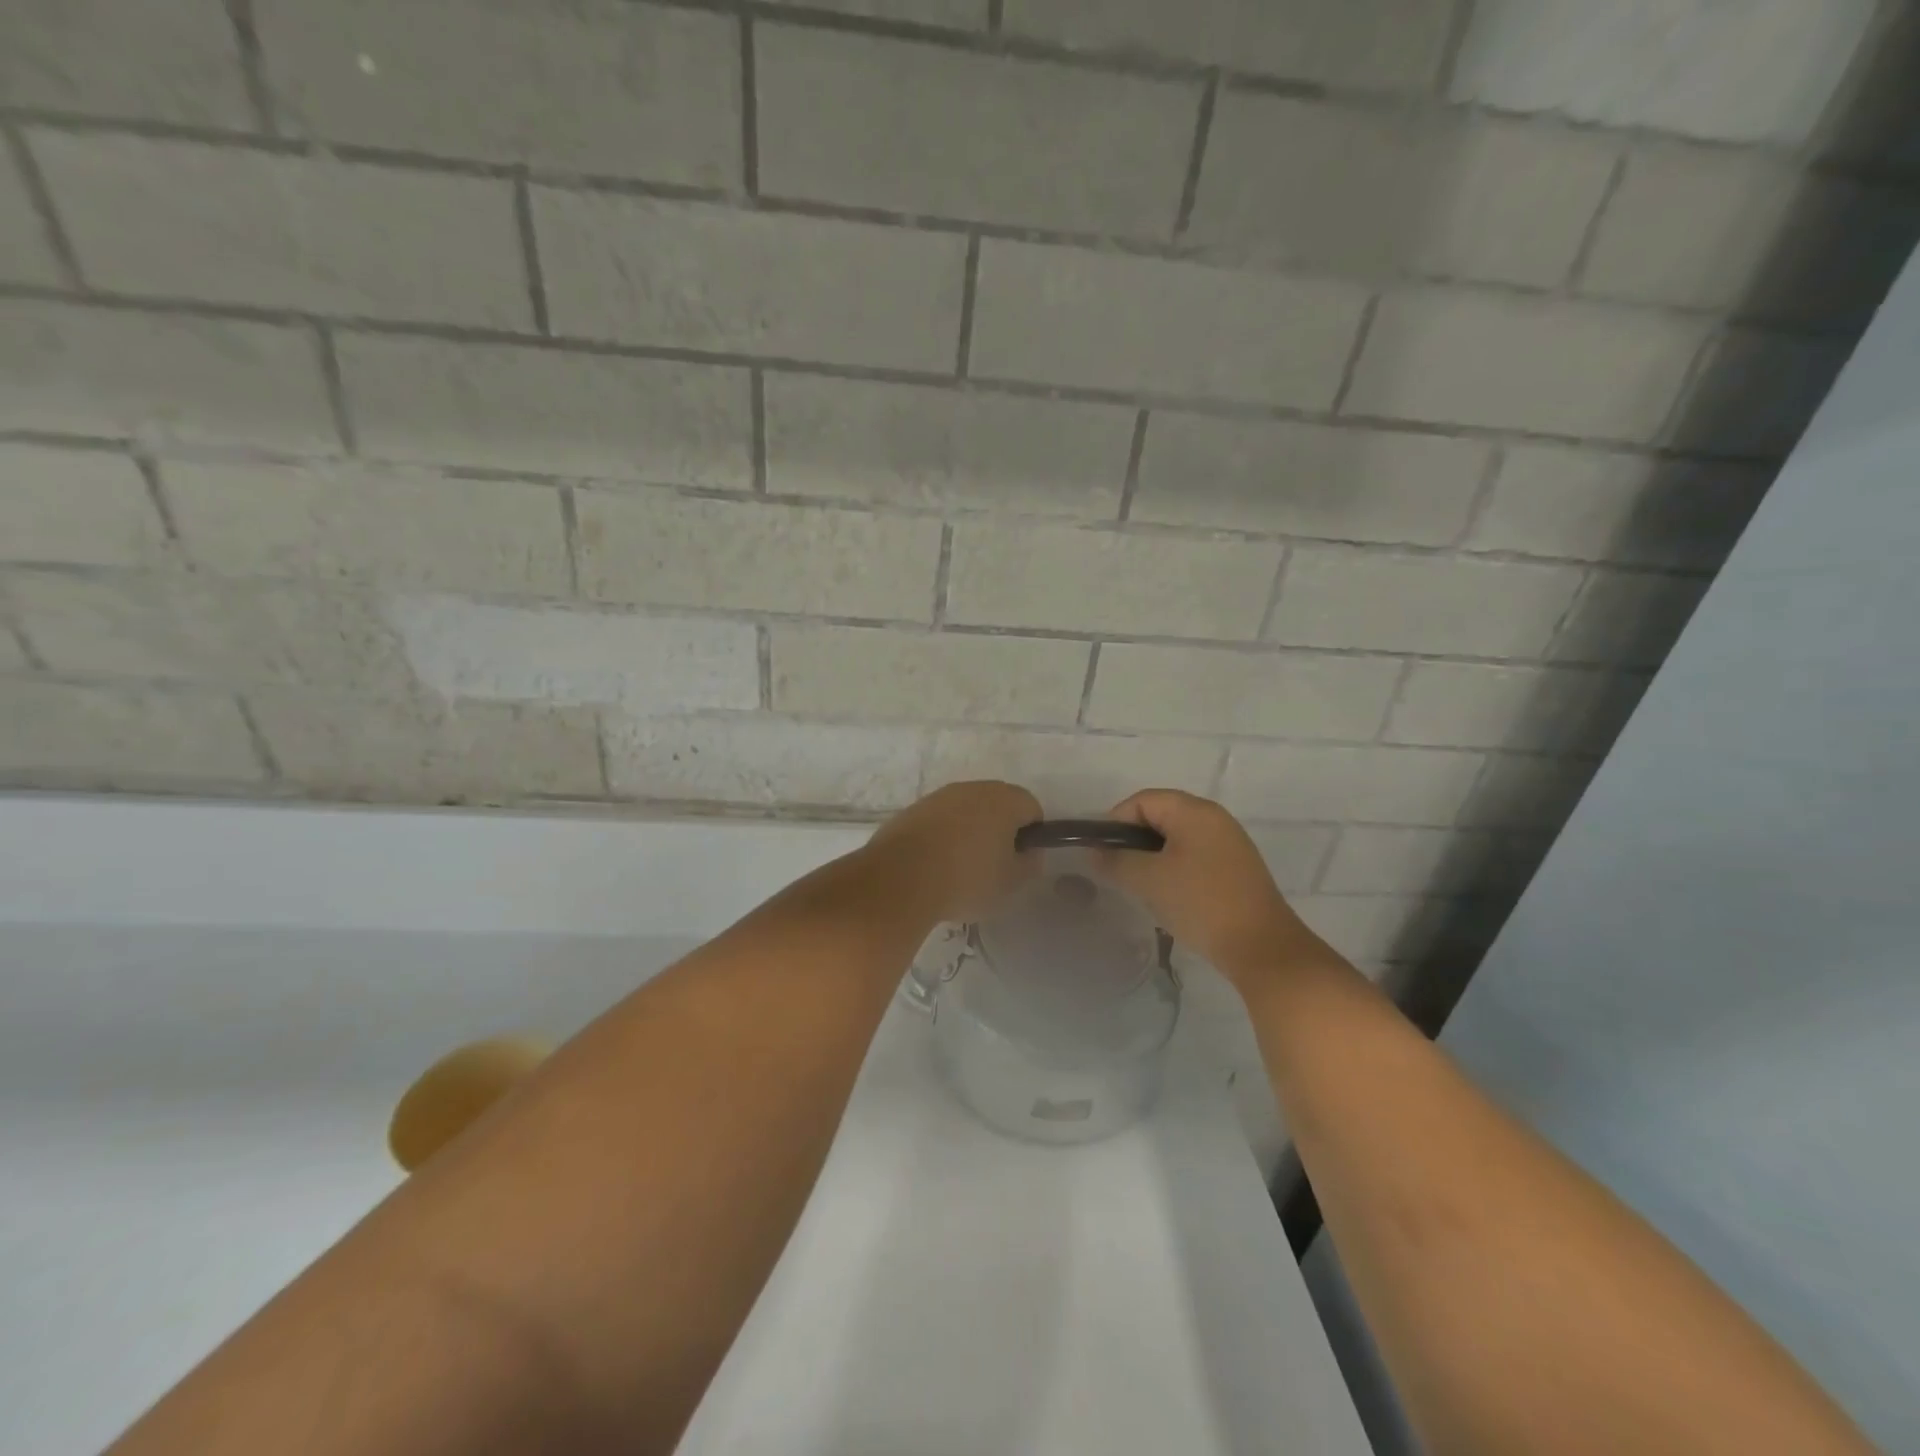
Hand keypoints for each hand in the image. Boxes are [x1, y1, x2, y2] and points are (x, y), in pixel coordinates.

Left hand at [866, 780, 1042, 923]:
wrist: (900, 879)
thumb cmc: (967, 879)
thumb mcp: (1011, 882)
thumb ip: (1029, 864)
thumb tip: (1029, 851)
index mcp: (1004, 799)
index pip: (1031, 808)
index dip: (1032, 835)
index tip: (1020, 861)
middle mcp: (972, 788)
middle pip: (998, 804)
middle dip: (1000, 830)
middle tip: (994, 865)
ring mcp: (939, 797)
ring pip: (966, 811)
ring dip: (970, 831)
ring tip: (960, 868)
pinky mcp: (912, 810)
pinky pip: (939, 820)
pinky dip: (943, 836)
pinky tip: (934, 865)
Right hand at [1098, 789, 1328, 983]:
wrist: (1262, 948)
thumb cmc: (1201, 903)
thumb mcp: (1148, 880)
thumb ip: (1116, 861)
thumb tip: (1095, 852)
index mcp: (1194, 811)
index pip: (1142, 800)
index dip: (1115, 822)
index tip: (1104, 855)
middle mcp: (1214, 818)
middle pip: (1160, 816)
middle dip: (1133, 841)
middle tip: (1119, 872)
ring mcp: (1229, 843)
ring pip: (1176, 838)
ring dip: (1153, 858)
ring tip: (1142, 887)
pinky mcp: (1236, 869)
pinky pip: (1194, 856)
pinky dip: (1174, 869)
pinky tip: (1169, 897)